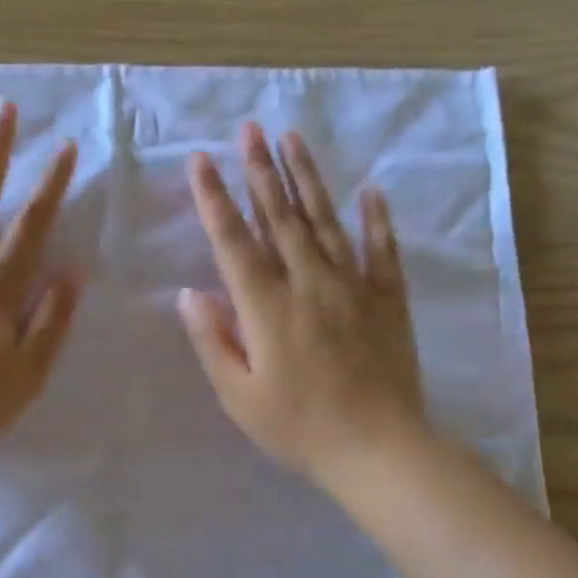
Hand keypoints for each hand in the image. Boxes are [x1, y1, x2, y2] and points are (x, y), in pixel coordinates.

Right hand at [179, 123, 424, 485]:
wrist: (377, 448)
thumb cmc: (298, 428)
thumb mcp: (239, 396)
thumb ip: (213, 341)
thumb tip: (189, 294)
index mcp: (267, 308)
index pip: (234, 242)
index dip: (215, 199)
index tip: (200, 160)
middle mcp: (309, 284)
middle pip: (281, 218)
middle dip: (260, 171)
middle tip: (248, 129)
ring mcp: (354, 288)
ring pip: (326, 222)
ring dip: (307, 180)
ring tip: (292, 140)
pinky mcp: (387, 301)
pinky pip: (382, 251)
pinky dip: (376, 220)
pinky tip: (370, 191)